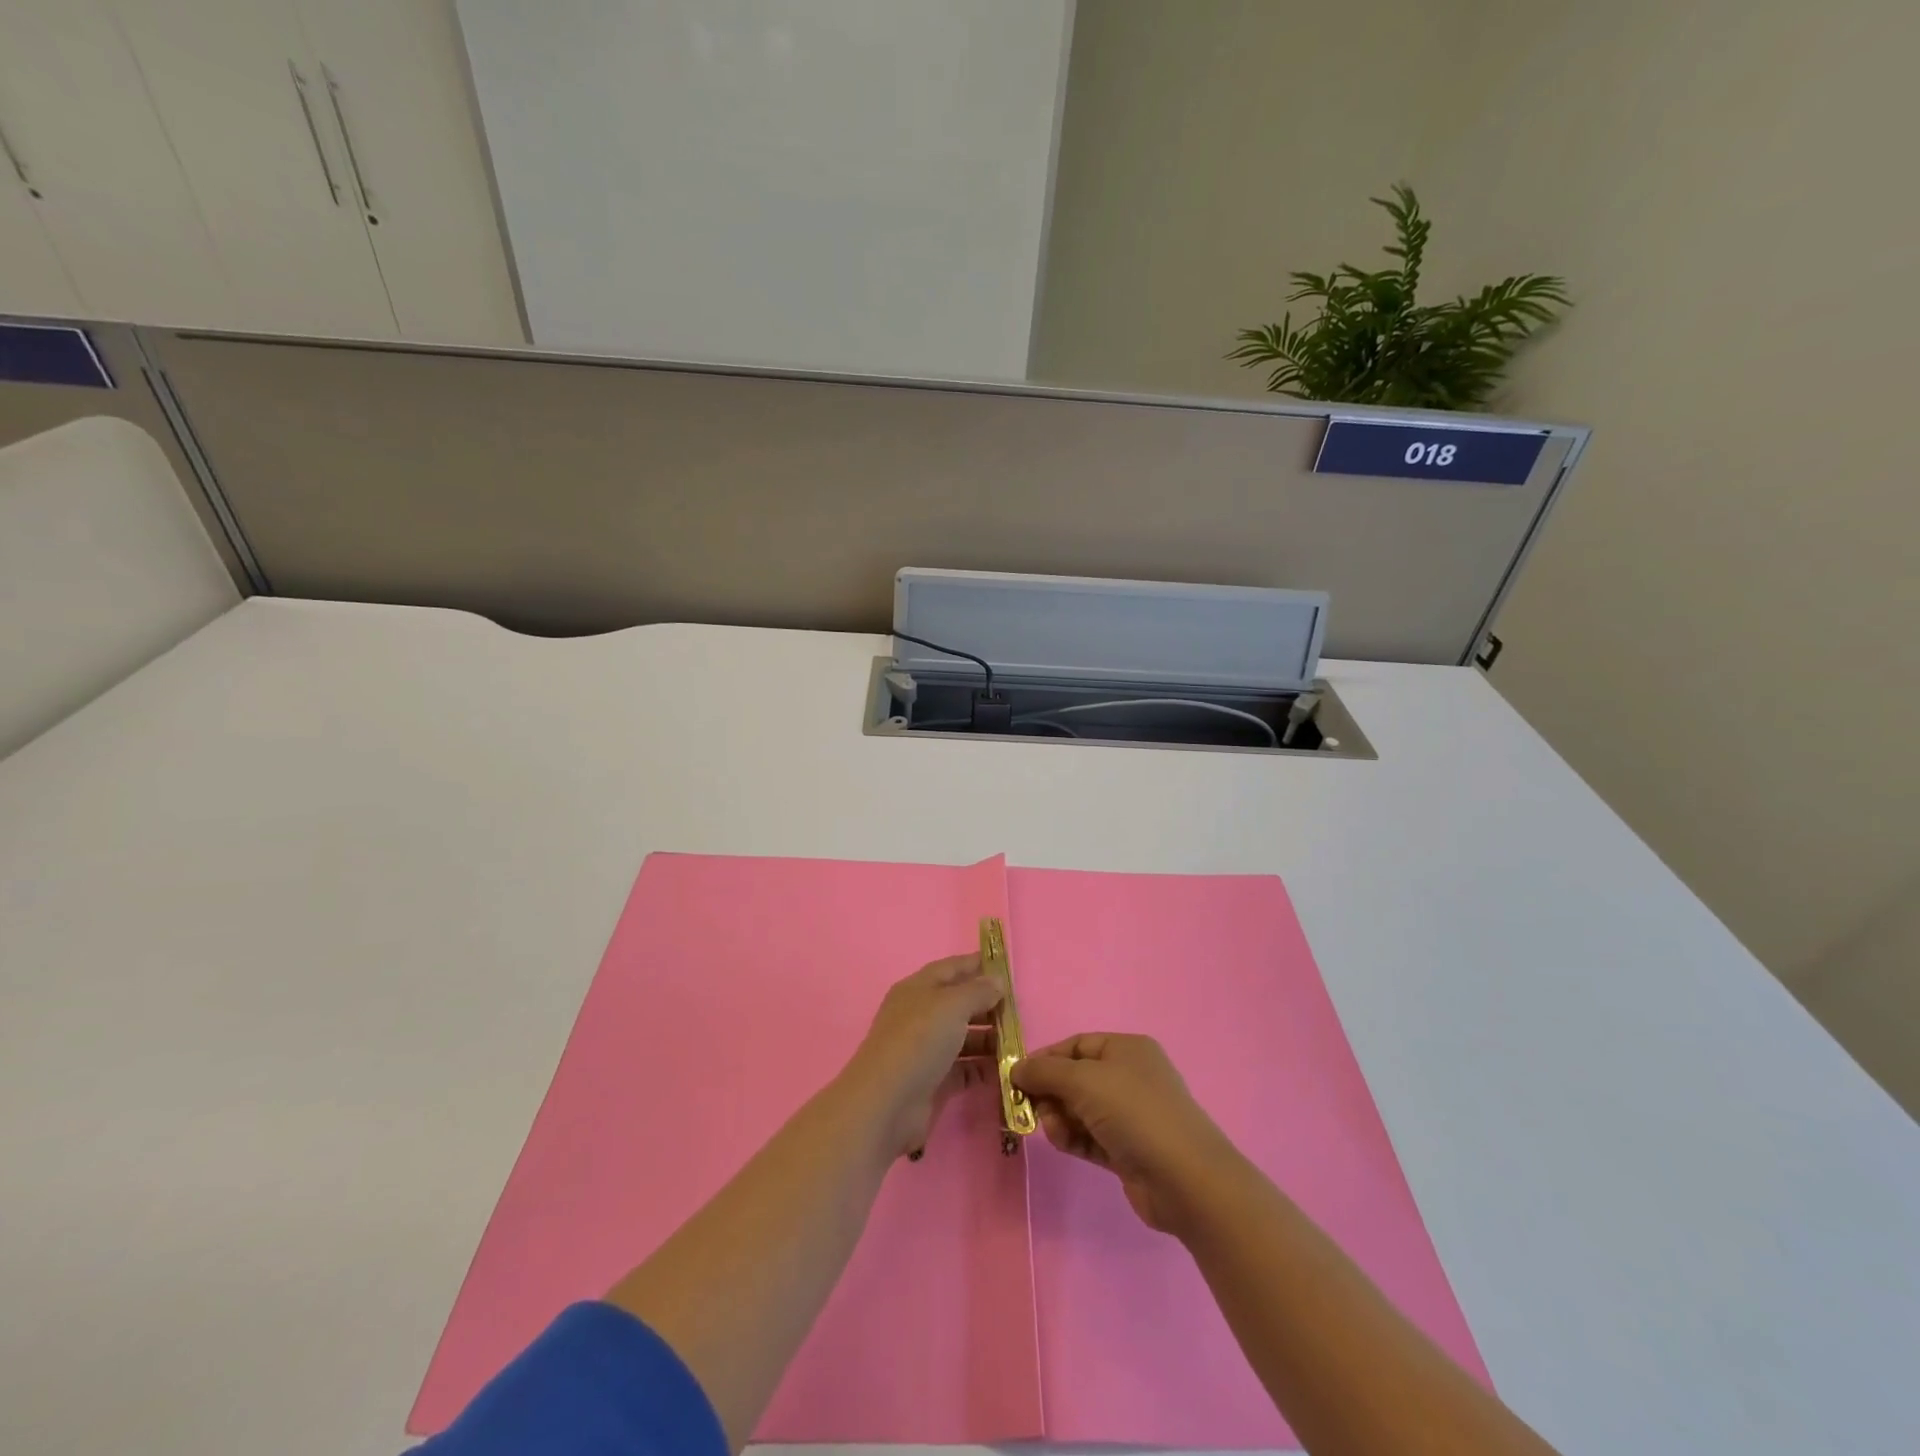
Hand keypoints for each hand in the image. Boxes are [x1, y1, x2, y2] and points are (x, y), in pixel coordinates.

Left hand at [841, 954, 1002, 1160]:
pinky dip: (983, 1067)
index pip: (951, 968)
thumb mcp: (951, 1005)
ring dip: (989, 1038)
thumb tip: (997, 981)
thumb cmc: (919, 1041)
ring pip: (963, 1037)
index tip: (1007, 968)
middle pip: (959, 1003)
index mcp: (918, 989)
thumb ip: (977, 991)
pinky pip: (964, 1068)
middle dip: (988, 1004)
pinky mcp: (933, 1081)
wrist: (887, 1103)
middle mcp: (921, 1016)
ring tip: (1018, 1041)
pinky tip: (1006, 1068)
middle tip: (1019, 1011)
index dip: (977, 964)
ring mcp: (926, 1050)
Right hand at [1013, 1033, 1242, 1233]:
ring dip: (1060, 1119)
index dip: (1045, 1059)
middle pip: (1075, 1078)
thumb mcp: (1084, 1080)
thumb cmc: (1134, 1112)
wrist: (1185, 1179)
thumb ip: (1045, 1072)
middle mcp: (1129, 1076)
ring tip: (1055, 1133)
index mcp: (1126, 1049)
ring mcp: (1131, 1115)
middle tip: (1033, 1111)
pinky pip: (1090, 1137)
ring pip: (1080, 1110)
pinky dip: (1073, 1139)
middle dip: (1051, 1093)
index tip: (1017, 1078)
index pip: (1076, 1045)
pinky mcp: (1127, 1150)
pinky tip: (1064, 1145)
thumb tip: (1015, 1068)